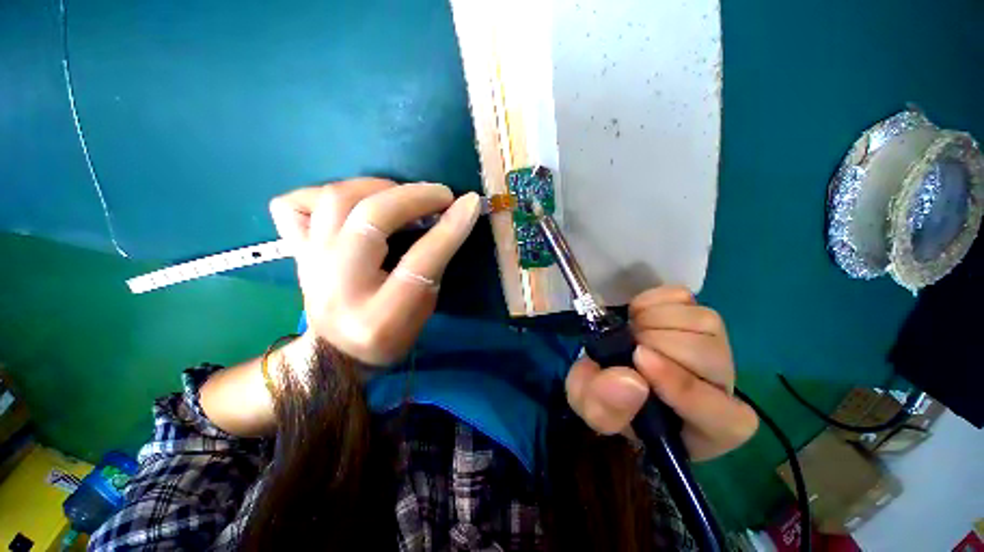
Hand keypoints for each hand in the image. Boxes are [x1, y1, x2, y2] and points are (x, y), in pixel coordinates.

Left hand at [270, 178, 480, 366]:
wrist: (337, 353)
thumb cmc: (391, 334)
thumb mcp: (425, 308)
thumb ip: (435, 263)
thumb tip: (453, 216)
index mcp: (382, 315)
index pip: (420, 260)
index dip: (449, 228)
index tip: (470, 203)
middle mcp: (339, 288)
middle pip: (370, 220)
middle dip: (413, 197)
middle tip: (440, 194)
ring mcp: (309, 266)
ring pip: (334, 200)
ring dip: (377, 187)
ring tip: (403, 193)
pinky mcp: (295, 253)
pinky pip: (293, 205)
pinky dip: (323, 192)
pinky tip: (353, 203)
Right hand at [565, 286, 757, 460]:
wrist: (612, 373)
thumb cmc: (610, 402)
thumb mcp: (594, 412)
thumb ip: (605, 406)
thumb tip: (630, 380)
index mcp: (708, 427)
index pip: (719, 412)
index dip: (681, 385)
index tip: (640, 359)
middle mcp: (722, 386)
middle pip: (707, 355)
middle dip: (654, 343)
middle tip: (626, 347)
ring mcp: (716, 345)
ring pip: (702, 321)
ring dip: (652, 321)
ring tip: (631, 334)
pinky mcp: (697, 316)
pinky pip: (683, 297)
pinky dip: (652, 301)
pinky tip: (637, 316)